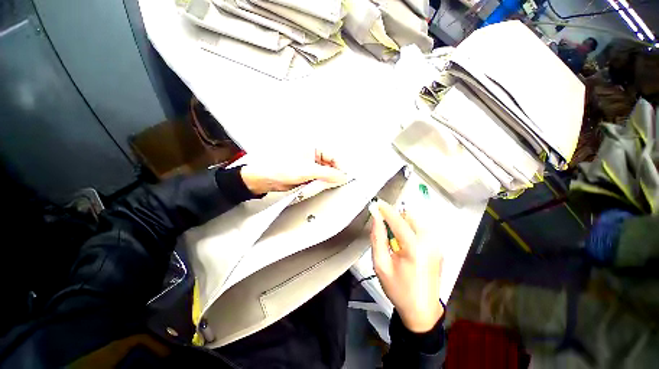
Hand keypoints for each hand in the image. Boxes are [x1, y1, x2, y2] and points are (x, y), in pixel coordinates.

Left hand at [240, 149, 347, 194]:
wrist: (264, 179)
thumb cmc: (281, 168)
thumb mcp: (308, 170)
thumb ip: (327, 174)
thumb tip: (343, 176)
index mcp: (314, 148)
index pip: (333, 157)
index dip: (339, 168)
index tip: (343, 178)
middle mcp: (313, 156)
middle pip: (329, 167)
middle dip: (331, 176)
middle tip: (331, 184)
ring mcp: (309, 167)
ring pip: (324, 175)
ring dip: (323, 182)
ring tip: (318, 185)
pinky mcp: (306, 176)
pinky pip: (317, 181)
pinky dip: (317, 185)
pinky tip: (314, 187)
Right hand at [369, 200, 443, 332]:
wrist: (422, 311)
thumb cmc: (398, 289)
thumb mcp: (381, 265)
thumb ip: (377, 238)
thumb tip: (376, 218)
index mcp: (415, 248)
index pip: (398, 221)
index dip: (386, 210)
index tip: (377, 203)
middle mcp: (430, 242)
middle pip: (410, 217)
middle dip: (396, 217)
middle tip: (385, 227)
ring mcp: (437, 245)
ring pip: (417, 222)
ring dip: (403, 223)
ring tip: (394, 239)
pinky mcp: (439, 248)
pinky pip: (422, 230)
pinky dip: (410, 230)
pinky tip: (404, 244)